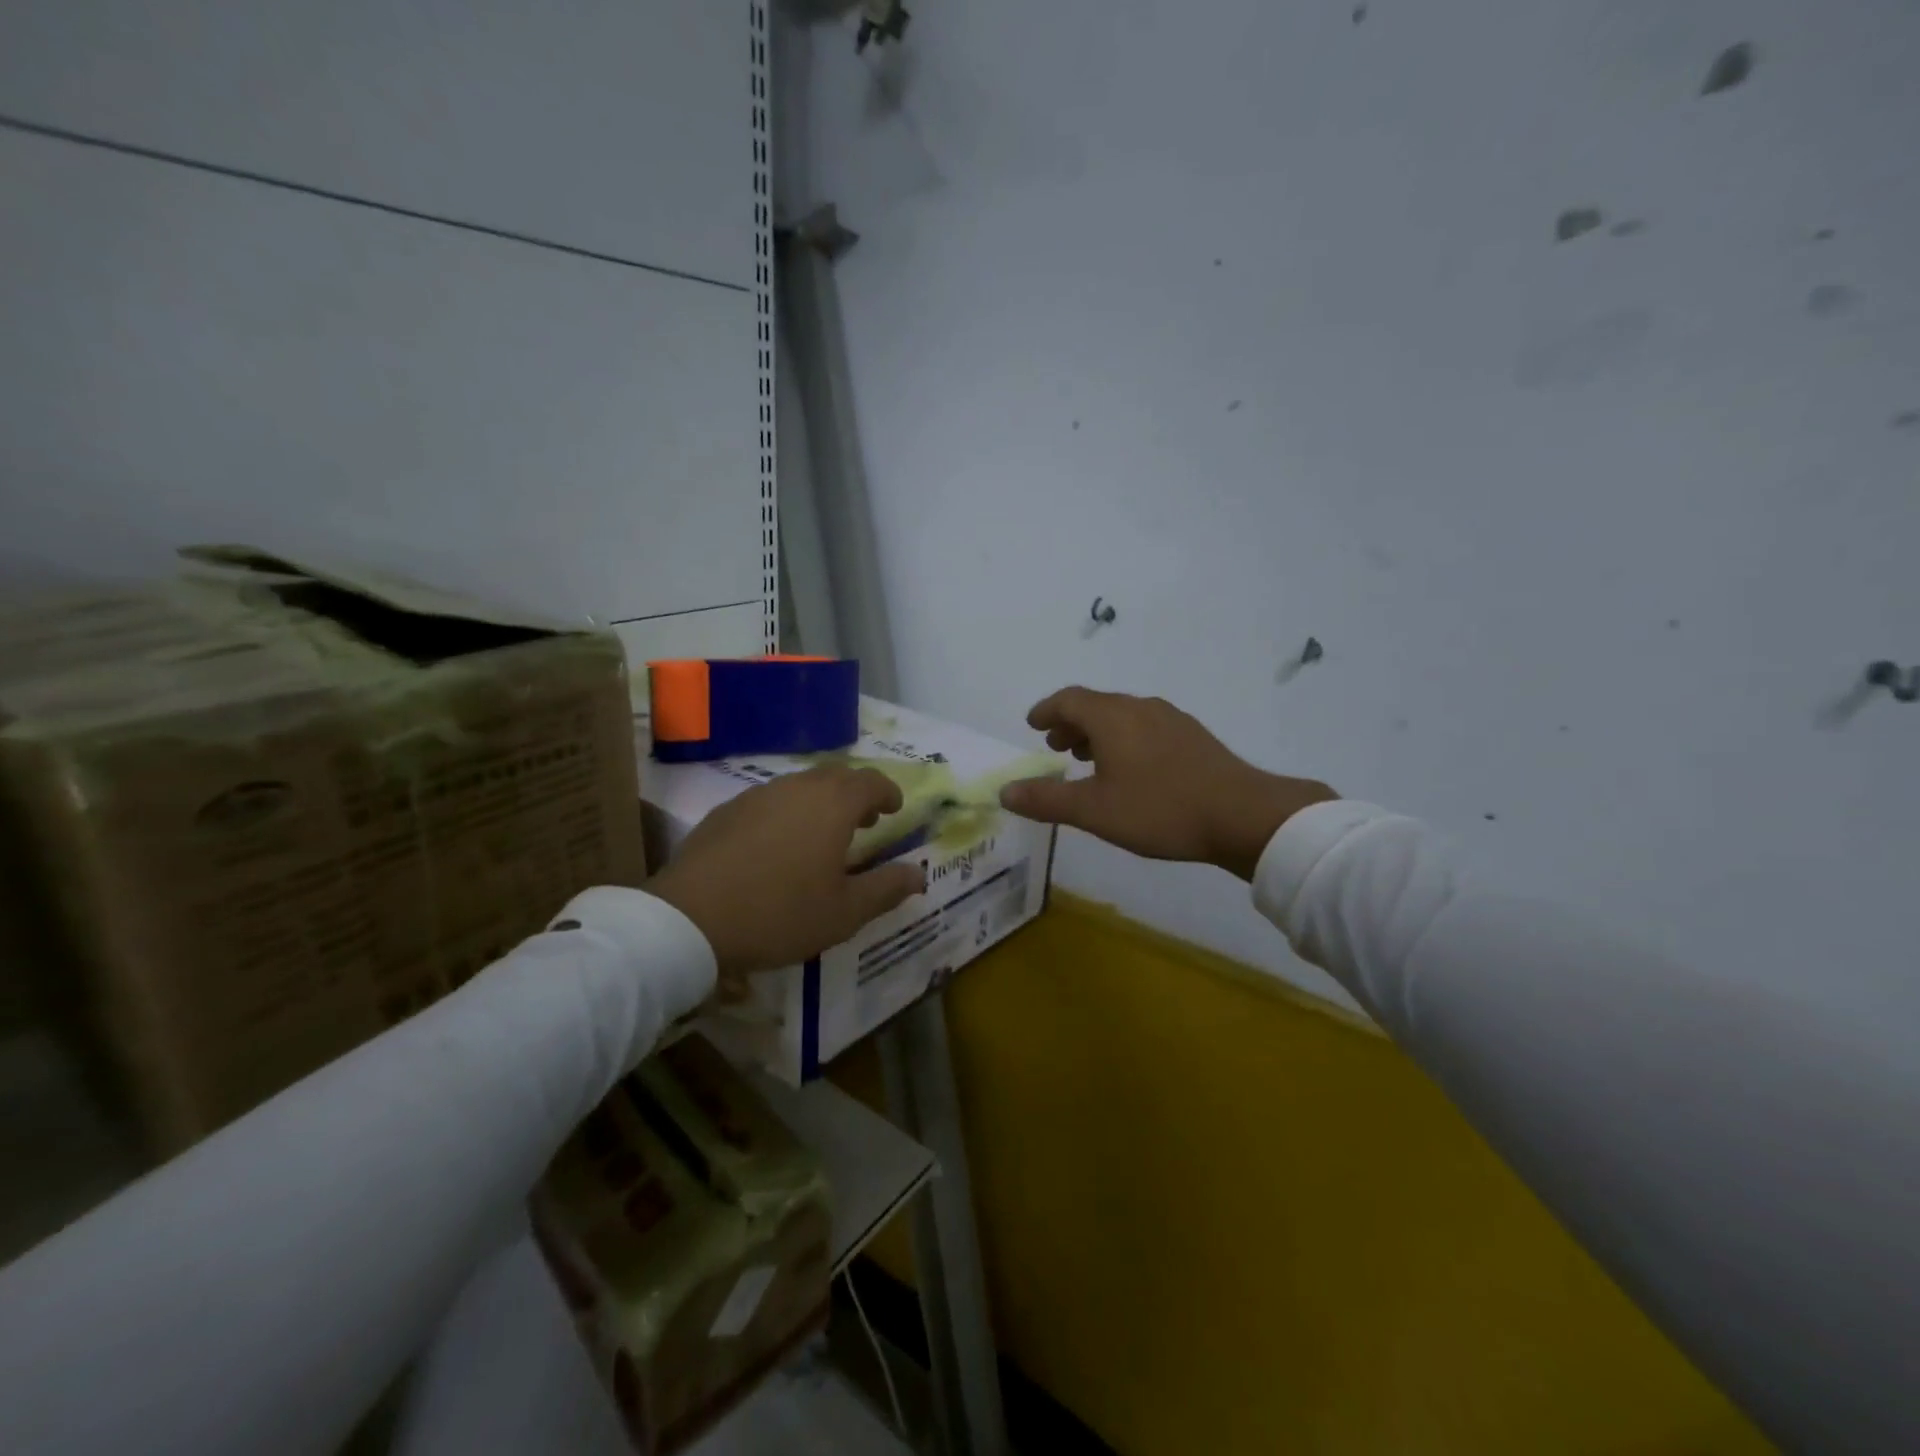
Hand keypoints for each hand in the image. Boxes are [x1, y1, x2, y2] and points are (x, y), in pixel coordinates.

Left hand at [647, 764, 925, 990]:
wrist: (689, 919)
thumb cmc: (780, 914)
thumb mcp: (844, 913)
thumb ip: (886, 888)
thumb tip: (919, 874)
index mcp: (832, 804)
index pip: (870, 780)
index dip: (887, 792)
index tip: (894, 809)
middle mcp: (797, 787)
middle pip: (835, 776)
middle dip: (856, 793)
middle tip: (866, 820)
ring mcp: (757, 795)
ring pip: (800, 785)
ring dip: (820, 801)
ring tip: (823, 834)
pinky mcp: (726, 811)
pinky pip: (770, 800)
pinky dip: (787, 812)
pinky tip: (779, 845)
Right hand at [998, 687, 1335, 879]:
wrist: (1243, 815)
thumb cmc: (1160, 809)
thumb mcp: (1094, 810)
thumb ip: (1046, 799)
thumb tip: (1005, 791)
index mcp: (1112, 717)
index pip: (1068, 700)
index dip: (1046, 711)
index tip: (1032, 725)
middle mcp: (1140, 708)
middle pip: (1096, 705)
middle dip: (1070, 722)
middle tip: (1056, 747)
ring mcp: (1171, 720)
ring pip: (1123, 716)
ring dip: (1098, 732)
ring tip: (1089, 759)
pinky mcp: (1193, 737)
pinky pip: (1146, 727)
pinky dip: (1124, 739)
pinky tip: (1132, 769)